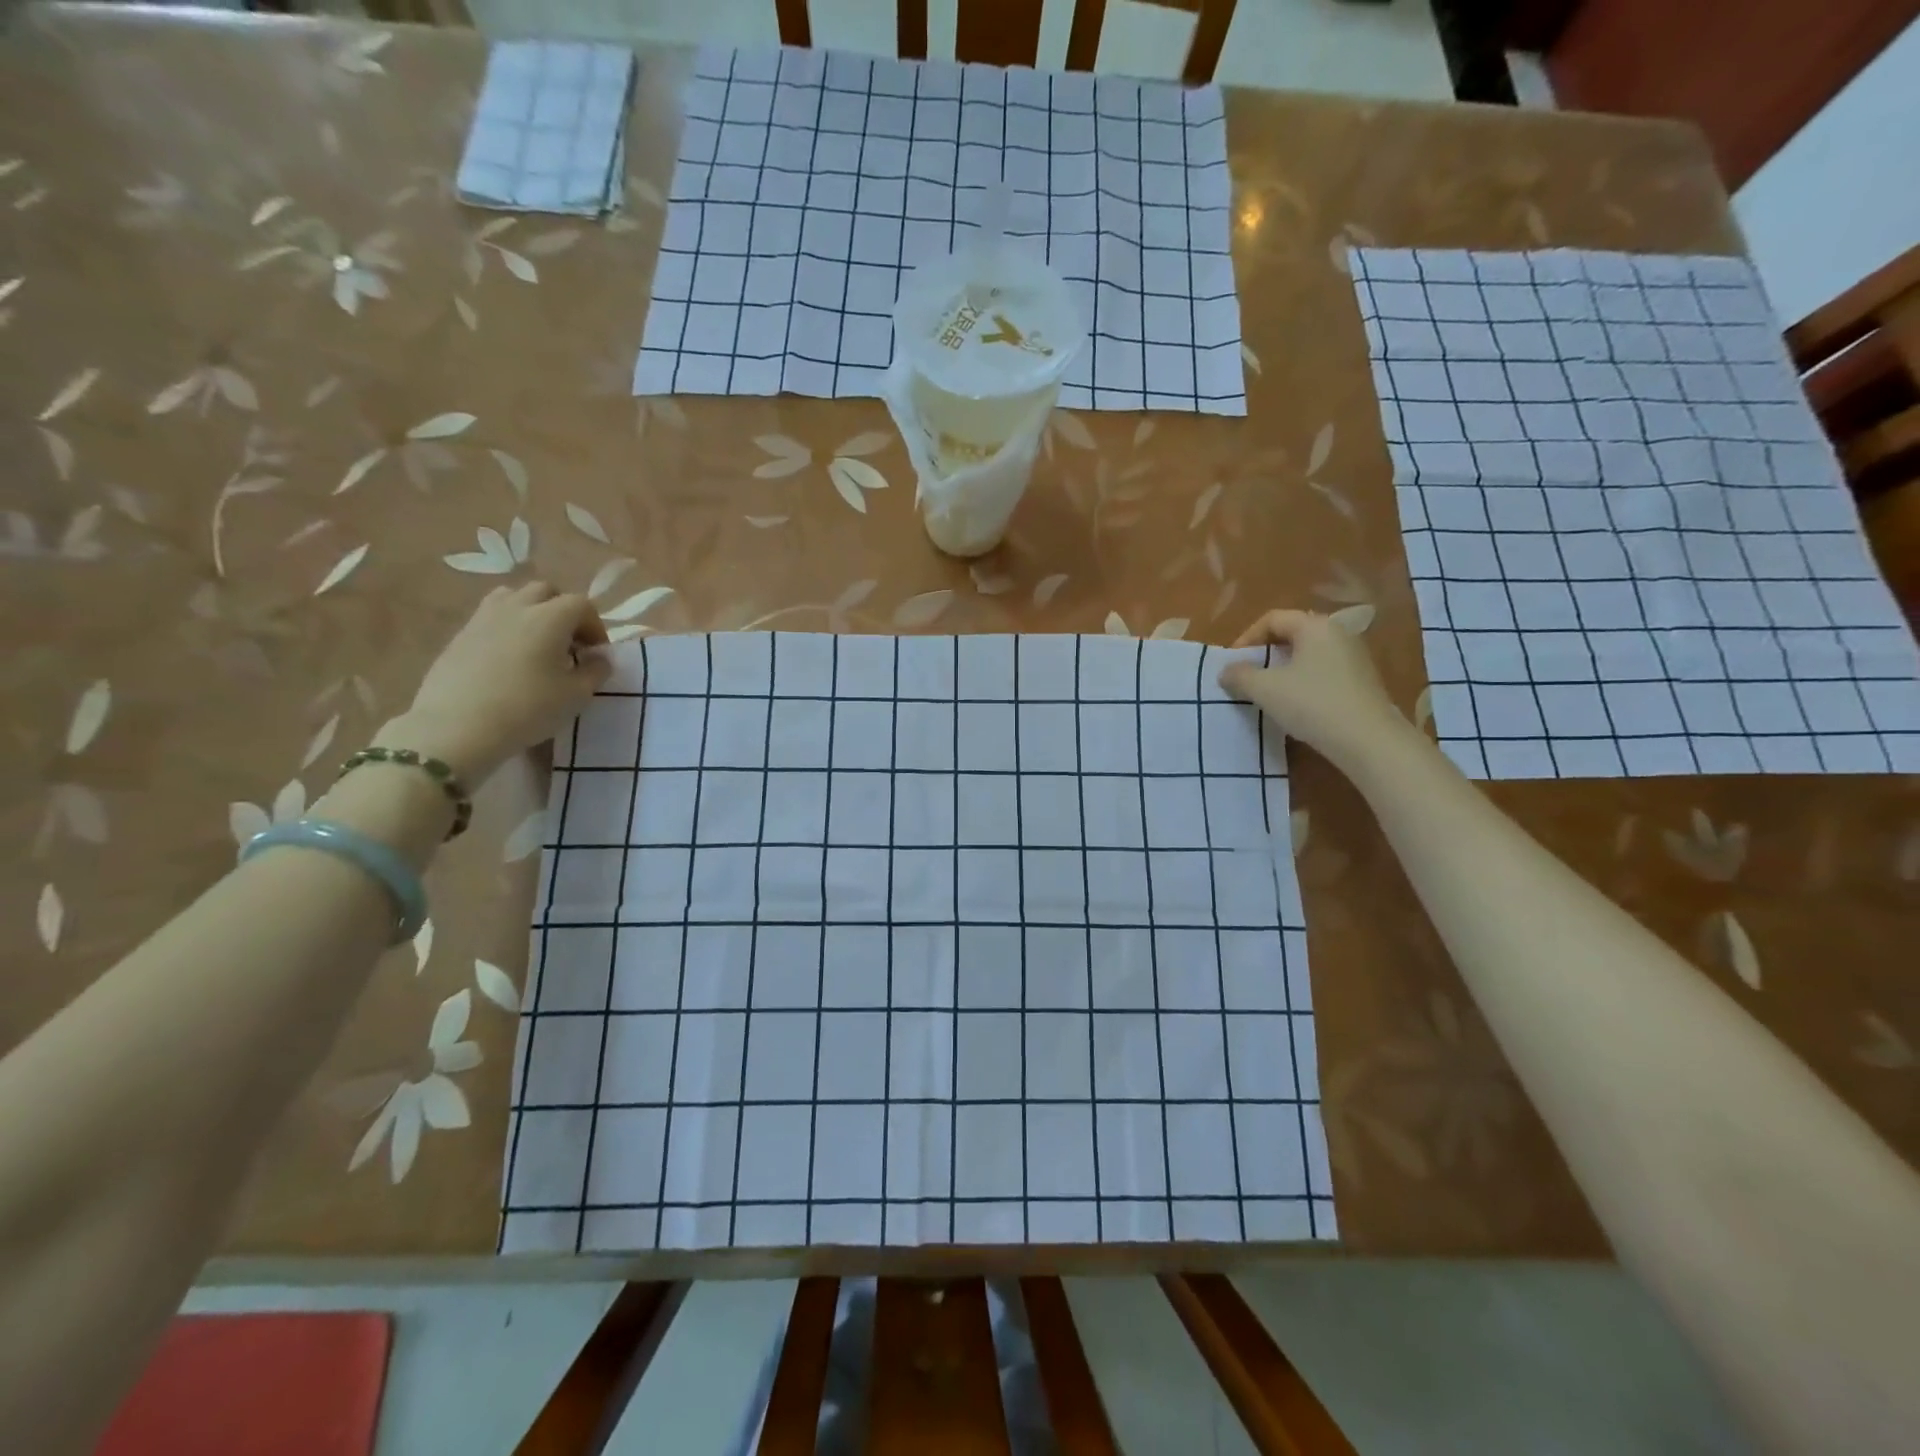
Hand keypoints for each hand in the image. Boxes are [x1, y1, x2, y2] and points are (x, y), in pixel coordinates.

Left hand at [381, 583, 609, 783]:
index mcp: (550, 617)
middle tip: (569, 644)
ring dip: (532, 612)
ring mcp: (484, 617)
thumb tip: (600, 658)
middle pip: (546, 592)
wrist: (457, 727)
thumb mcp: (576, 695)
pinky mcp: (460, 634)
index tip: (596, 654)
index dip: (595, 627)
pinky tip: (509, 658)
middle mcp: (517, 607)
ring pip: (514, 597)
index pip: (582, 605)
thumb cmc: (527, 709)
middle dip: (563, 611)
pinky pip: (490, 617)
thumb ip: (596, 671)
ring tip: (537, 643)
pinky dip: (507, 627)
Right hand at [1217, 609, 1411, 774]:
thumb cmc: (1312, 704)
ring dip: (1283, 669)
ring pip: (1308, 654)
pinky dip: (1303, 681)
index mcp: (1316, 626)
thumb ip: (1240, 675)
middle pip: (1292, 634)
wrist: (1368, 741)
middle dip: (1264, 654)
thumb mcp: (1265, 689)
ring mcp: (1354, 657)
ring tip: (1268, 692)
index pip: (1272, 619)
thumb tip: (1226, 670)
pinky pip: (1323, 671)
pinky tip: (1296, 705)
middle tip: (1247, 676)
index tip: (1233, 664)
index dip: (1246, 638)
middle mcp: (1338, 633)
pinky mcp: (1362, 680)